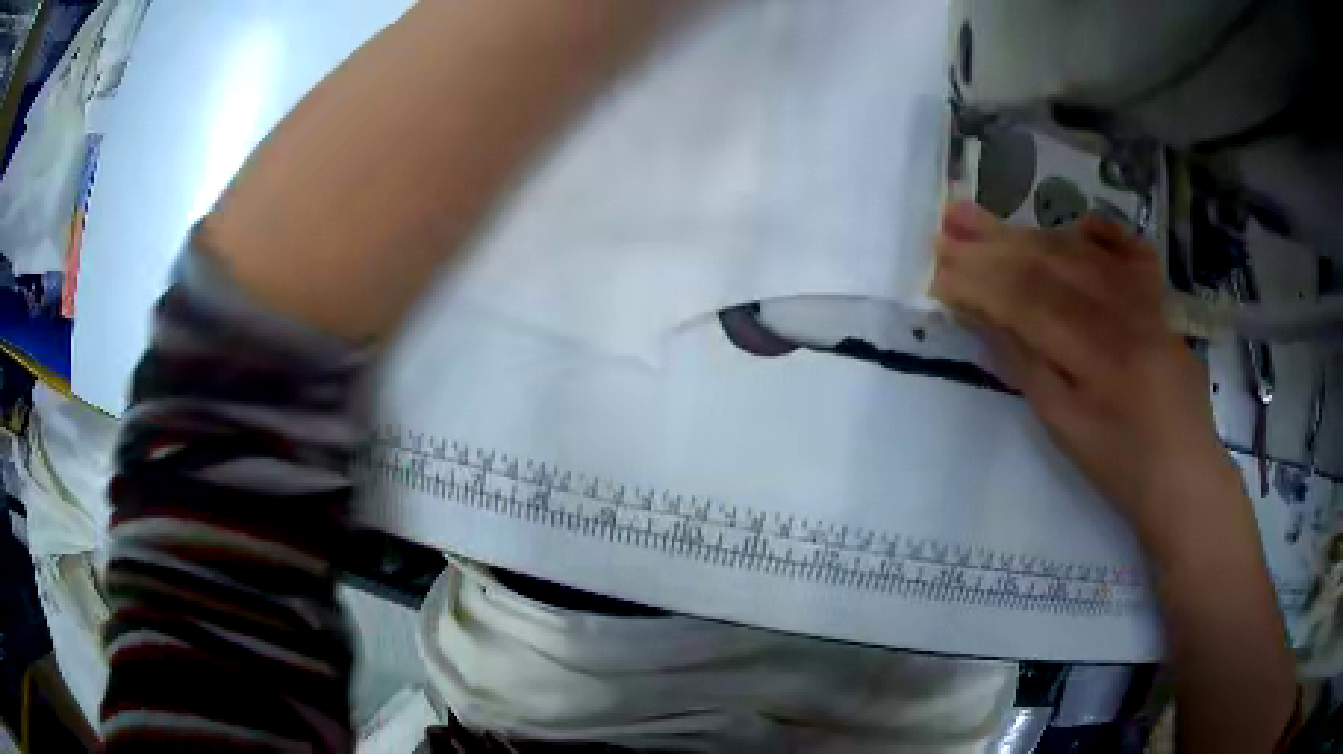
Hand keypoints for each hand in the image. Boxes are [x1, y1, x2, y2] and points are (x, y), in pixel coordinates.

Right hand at [930, 202, 1239, 553]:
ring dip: (1031, 234)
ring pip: (1083, 252)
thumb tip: (982, 316)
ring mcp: (1147, 299)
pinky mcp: (1161, 301)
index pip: (1028, 300)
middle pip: (1052, 264)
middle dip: (995, 244)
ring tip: (989, 222)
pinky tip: (1074, 226)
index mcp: (1099, 353)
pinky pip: (1129, 249)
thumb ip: (1025, 365)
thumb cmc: (1121, 466)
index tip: (940, 269)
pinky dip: (1099, 232)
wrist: (1185, 474)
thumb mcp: (1065, 428)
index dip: (980, 281)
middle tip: (950, 225)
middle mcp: (1124, 311)